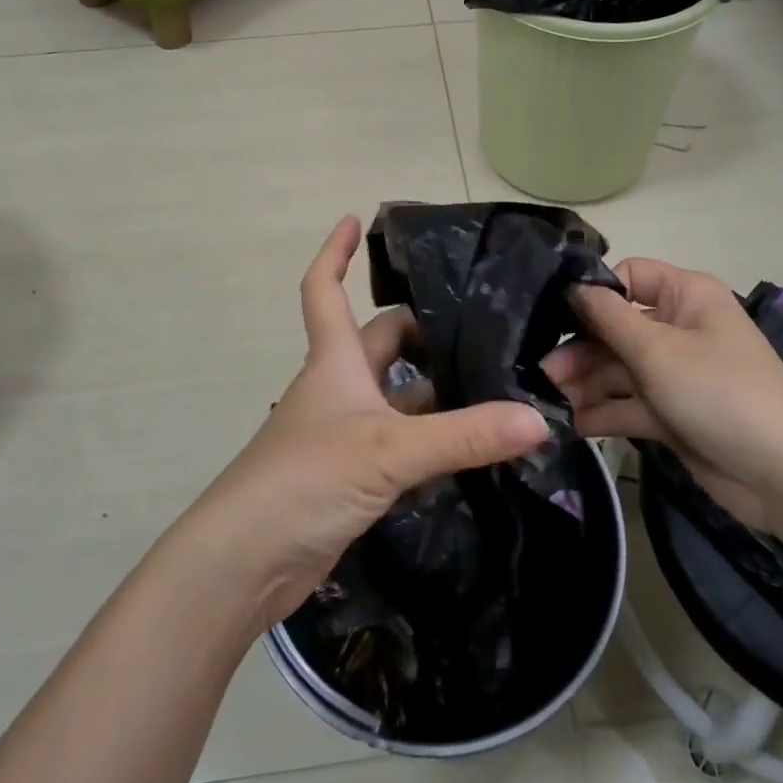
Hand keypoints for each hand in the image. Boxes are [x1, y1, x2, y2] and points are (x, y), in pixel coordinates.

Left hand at [191, 217, 551, 630]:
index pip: (324, 289)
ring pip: (393, 394)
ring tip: (492, 380)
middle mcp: (337, 387)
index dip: (334, 252)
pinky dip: (430, 436)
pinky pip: (399, 441)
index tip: (354, 218)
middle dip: (419, 328)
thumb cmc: (306, 480)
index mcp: (334, 361)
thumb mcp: (390, 450)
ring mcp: (342, 433)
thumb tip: (536, 419)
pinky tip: (469, 443)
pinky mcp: (350, 474)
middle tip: (479, 322)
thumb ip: (464, 435)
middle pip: (377, 341)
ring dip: (432, 387)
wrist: (245, 563)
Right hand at [542, 258, 782, 535]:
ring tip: (550, 400)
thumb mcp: (658, 351)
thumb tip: (574, 287)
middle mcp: (679, 328)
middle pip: (617, 328)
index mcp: (686, 296)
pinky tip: (572, 424)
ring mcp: (676, 374)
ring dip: (586, 384)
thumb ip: (608, 318)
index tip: (556, 316)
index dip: (595, 293)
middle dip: (581, 349)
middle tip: (543, 372)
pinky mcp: (673, 414)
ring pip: (619, 369)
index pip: (630, 277)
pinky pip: (629, 405)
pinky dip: (604, 413)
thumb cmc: (720, 393)